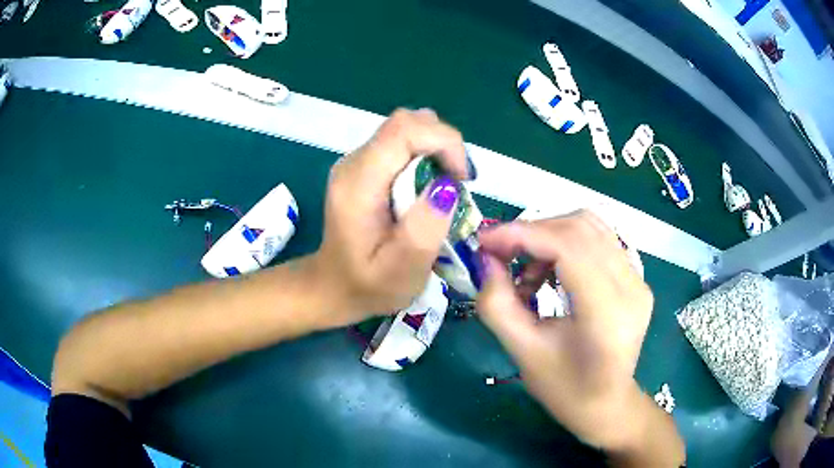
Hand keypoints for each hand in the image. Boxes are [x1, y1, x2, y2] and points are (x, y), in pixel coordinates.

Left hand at [313, 108, 470, 325]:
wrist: (333, 286)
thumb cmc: (368, 285)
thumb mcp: (402, 271)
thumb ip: (424, 230)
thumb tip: (447, 186)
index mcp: (358, 184)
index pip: (404, 130)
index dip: (443, 141)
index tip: (463, 177)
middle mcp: (353, 163)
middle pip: (405, 123)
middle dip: (443, 144)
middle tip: (459, 182)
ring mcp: (356, 162)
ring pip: (405, 131)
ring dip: (436, 149)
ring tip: (446, 187)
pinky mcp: (363, 167)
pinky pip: (401, 145)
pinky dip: (425, 156)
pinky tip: (429, 186)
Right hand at [476, 211, 656, 449]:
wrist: (606, 404)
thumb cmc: (564, 389)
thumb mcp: (522, 352)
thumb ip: (497, 303)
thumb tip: (485, 259)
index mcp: (607, 313)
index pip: (568, 247)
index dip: (522, 234)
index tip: (485, 242)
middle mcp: (632, 287)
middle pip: (580, 228)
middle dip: (533, 231)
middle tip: (500, 253)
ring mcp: (639, 279)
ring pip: (591, 226)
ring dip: (550, 235)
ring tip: (526, 267)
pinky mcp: (637, 278)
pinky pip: (599, 240)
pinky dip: (567, 243)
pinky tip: (551, 271)